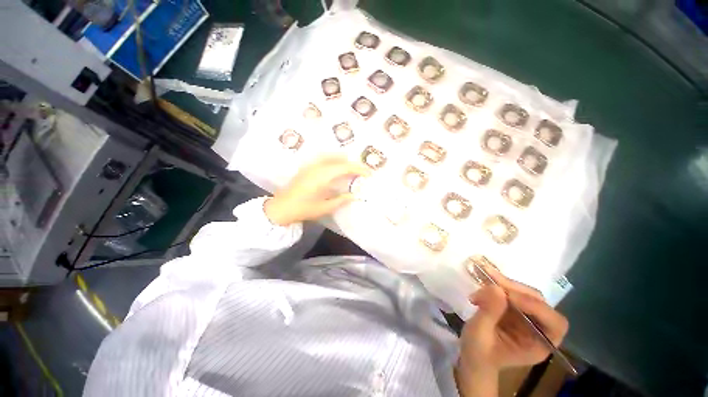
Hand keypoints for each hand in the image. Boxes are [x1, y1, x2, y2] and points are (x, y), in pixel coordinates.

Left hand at [264, 155, 369, 225]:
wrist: (281, 208)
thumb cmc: (304, 209)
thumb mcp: (325, 207)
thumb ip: (341, 200)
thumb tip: (354, 196)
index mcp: (323, 175)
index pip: (345, 167)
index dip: (359, 169)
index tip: (369, 174)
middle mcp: (318, 166)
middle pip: (339, 159)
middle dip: (353, 164)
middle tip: (362, 171)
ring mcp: (311, 166)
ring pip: (331, 157)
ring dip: (343, 160)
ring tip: (352, 168)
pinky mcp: (306, 168)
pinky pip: (324, 159)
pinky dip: (334, 161)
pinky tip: (336, 168)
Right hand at [459, 265, 568, 373]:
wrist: (473, 356)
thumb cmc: (478, 353)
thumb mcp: (479, 335)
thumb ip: (489, 313)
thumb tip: (496, 288)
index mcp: (539, 345)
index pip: (554, 323)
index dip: (535, 306)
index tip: (506, 295)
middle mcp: (539, 329)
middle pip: (539, 303)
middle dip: (516, 290)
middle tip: (491, 279)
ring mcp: (527, 317)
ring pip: (525, 293)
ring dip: (505, 283)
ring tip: (484, 276)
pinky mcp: (514, 308)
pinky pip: (511, 290)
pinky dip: (498, 282)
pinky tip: (484, 277)